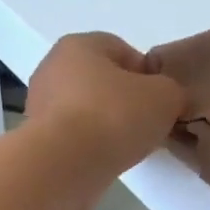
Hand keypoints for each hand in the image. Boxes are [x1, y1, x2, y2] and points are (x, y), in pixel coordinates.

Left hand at [23, 33, 186, 209]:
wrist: (65, 165)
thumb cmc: (114, 116)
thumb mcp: (165, 96)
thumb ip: (170, 90)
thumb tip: (163, 98)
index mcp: (79, 45)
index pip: (122, 50)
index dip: (147, 74)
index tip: (160, 100)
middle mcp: (52, 68)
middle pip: (102, 81)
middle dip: (126, 101)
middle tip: (148, 124)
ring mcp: (40, 105)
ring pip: (87, 111)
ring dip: (108, 125)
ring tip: (129, 146)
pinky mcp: (38, 140)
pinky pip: (74, 137)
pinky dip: (91, 146)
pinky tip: (107, 160)